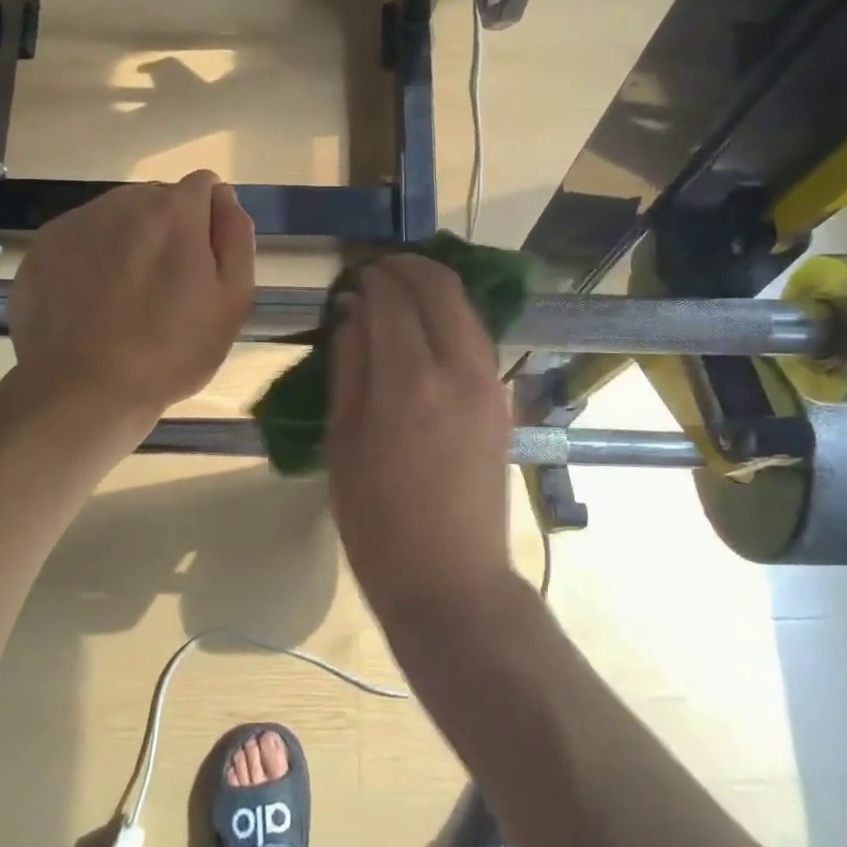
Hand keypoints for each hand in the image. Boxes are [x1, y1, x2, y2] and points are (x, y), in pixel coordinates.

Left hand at [4, 171, 254, 422]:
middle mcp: (123, 201)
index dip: (209, 223)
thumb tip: (224, 197)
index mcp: (174, 210)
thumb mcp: (232, 301)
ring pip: (117, 219)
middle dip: (168, 232)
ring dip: (128, 244)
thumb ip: (235, 237)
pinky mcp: (42, 248)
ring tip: (125, 301)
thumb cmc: (171, 352)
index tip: (204, 265)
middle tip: (166, 291)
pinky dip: (90, 261)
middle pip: (158, 201)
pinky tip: (90, 306)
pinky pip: (80, 241)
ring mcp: (76, 222)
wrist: (81, 391)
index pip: (204, 186)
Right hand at [326, 255, 516, 630]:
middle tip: (378, 270)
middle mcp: (458, 370)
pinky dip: (453, 316)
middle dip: (408, 268)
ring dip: (435, 287)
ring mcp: (489, 383)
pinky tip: (430, 326)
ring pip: (466, 308)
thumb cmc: (377, 521)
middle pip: (440, 289)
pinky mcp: (502, 400)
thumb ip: (349, 367)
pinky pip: (477, 337)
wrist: (450, 578)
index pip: (393, 301)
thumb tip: (353, 313)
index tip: (354, 276)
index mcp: (410, 383)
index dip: (372, 280)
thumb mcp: (344, 442)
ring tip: (402, 289)